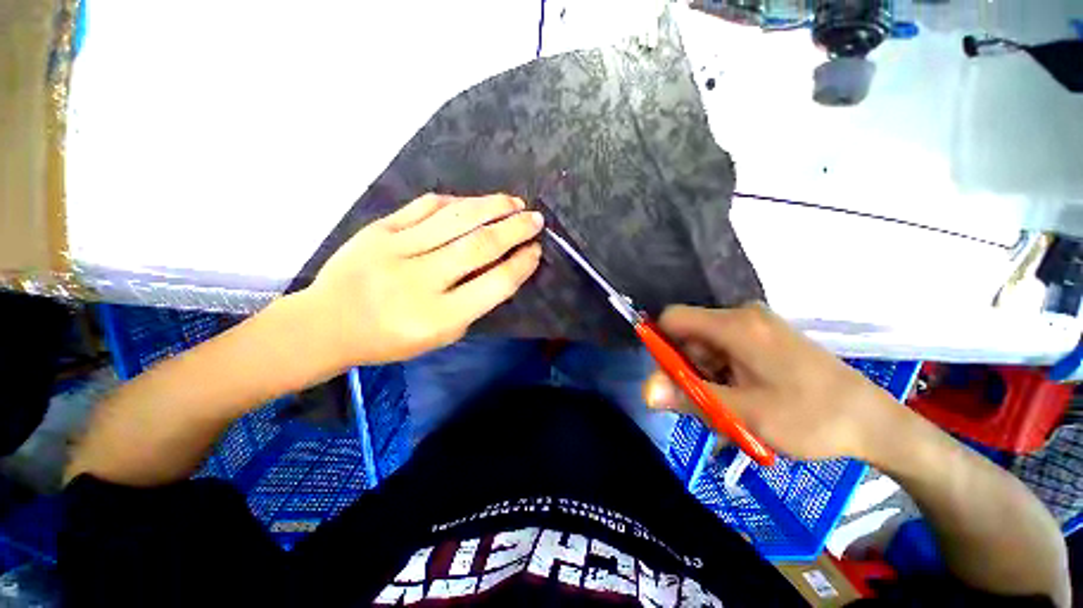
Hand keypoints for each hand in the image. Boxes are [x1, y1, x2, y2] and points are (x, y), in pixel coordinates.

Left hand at [303, 193, 543, 364]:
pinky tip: (473, 203)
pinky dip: (456, 202)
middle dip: (515, 229)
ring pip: (456, 219)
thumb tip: (502, 267)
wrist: (327, 324)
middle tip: (536, 219)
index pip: (495, 284)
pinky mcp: (378, 229)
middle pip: (480, 245)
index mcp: (439, 317)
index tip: (535, 251)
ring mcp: (396, 250)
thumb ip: (473, 303)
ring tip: (514, 203)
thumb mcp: (441, 336)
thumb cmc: (390, 339)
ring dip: (491, 207)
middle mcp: (421, 280)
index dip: (521, 264)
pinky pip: (425, 207)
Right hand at [644, 303, 901, 460]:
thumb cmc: (810, 418)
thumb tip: (646, 391)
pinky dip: (723, 372)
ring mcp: (757, 324)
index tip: (675, 379)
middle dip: (690, 368)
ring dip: (708, 375)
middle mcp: (742, 315)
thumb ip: (689, 397)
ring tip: (733, 407)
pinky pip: (725, 348)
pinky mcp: (766, 336)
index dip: (662, 346)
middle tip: (712, 402)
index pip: (672, 318)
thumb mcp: (743, 414)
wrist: (873, 422)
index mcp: (735, 325)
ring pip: (706, 344)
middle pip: (689, 334)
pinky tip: (744, 397)